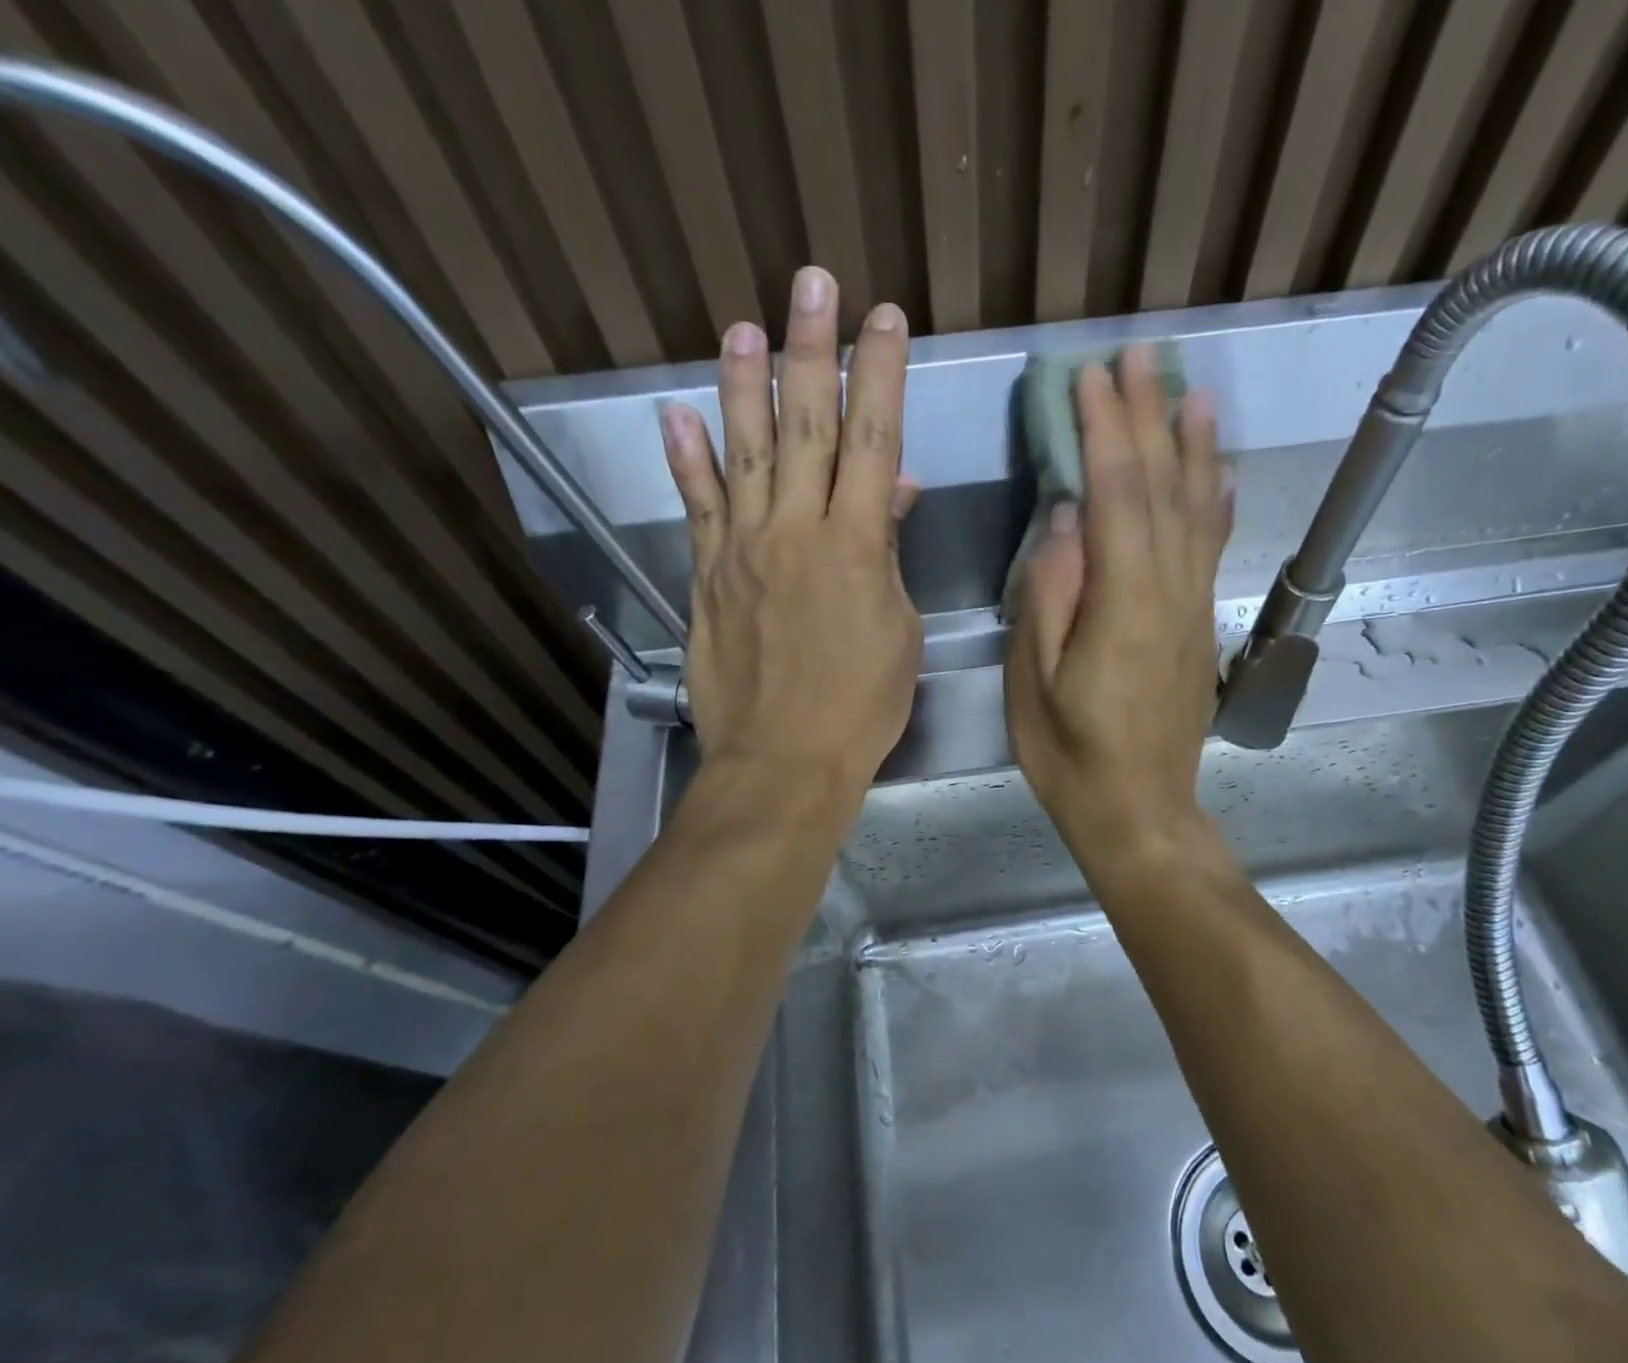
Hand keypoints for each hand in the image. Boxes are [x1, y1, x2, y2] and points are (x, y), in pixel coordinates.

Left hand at [660, 266, 920, 804]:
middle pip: (807, 425)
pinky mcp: (707, 578)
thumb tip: (890, 492)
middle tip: (811, 282)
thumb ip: (888, 555)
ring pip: (745, 452)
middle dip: (813, 349)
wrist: (783, 762)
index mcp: (856, 546)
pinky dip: (685, 461)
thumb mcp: (899, 630)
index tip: (885, 317)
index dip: (881, 374)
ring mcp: (743, 551)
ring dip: (744, 385)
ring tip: (741, 326)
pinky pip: (697, 509)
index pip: (872, 440)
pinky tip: (674, 416)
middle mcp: (795, 532)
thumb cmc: (860, 706)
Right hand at [1005, 347, 1230, 861]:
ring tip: (1192, 391)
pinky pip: (1213, 549)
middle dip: (1149, 417)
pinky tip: (1219, 473)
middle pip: (1163, 488)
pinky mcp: (1200, 626)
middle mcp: (1171, 592)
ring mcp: (1193, 608)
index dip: (1106, 430)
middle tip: (1141, 355)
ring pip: (1199, 511)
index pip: (1117, 495)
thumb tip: (1063, 521)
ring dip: (1193, 446)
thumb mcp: (1035, 683)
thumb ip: (1049, 597)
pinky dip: (1217, 502)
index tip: (1091, 374)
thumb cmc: (1071, 755)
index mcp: (1124, 603)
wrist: (1139, 812)